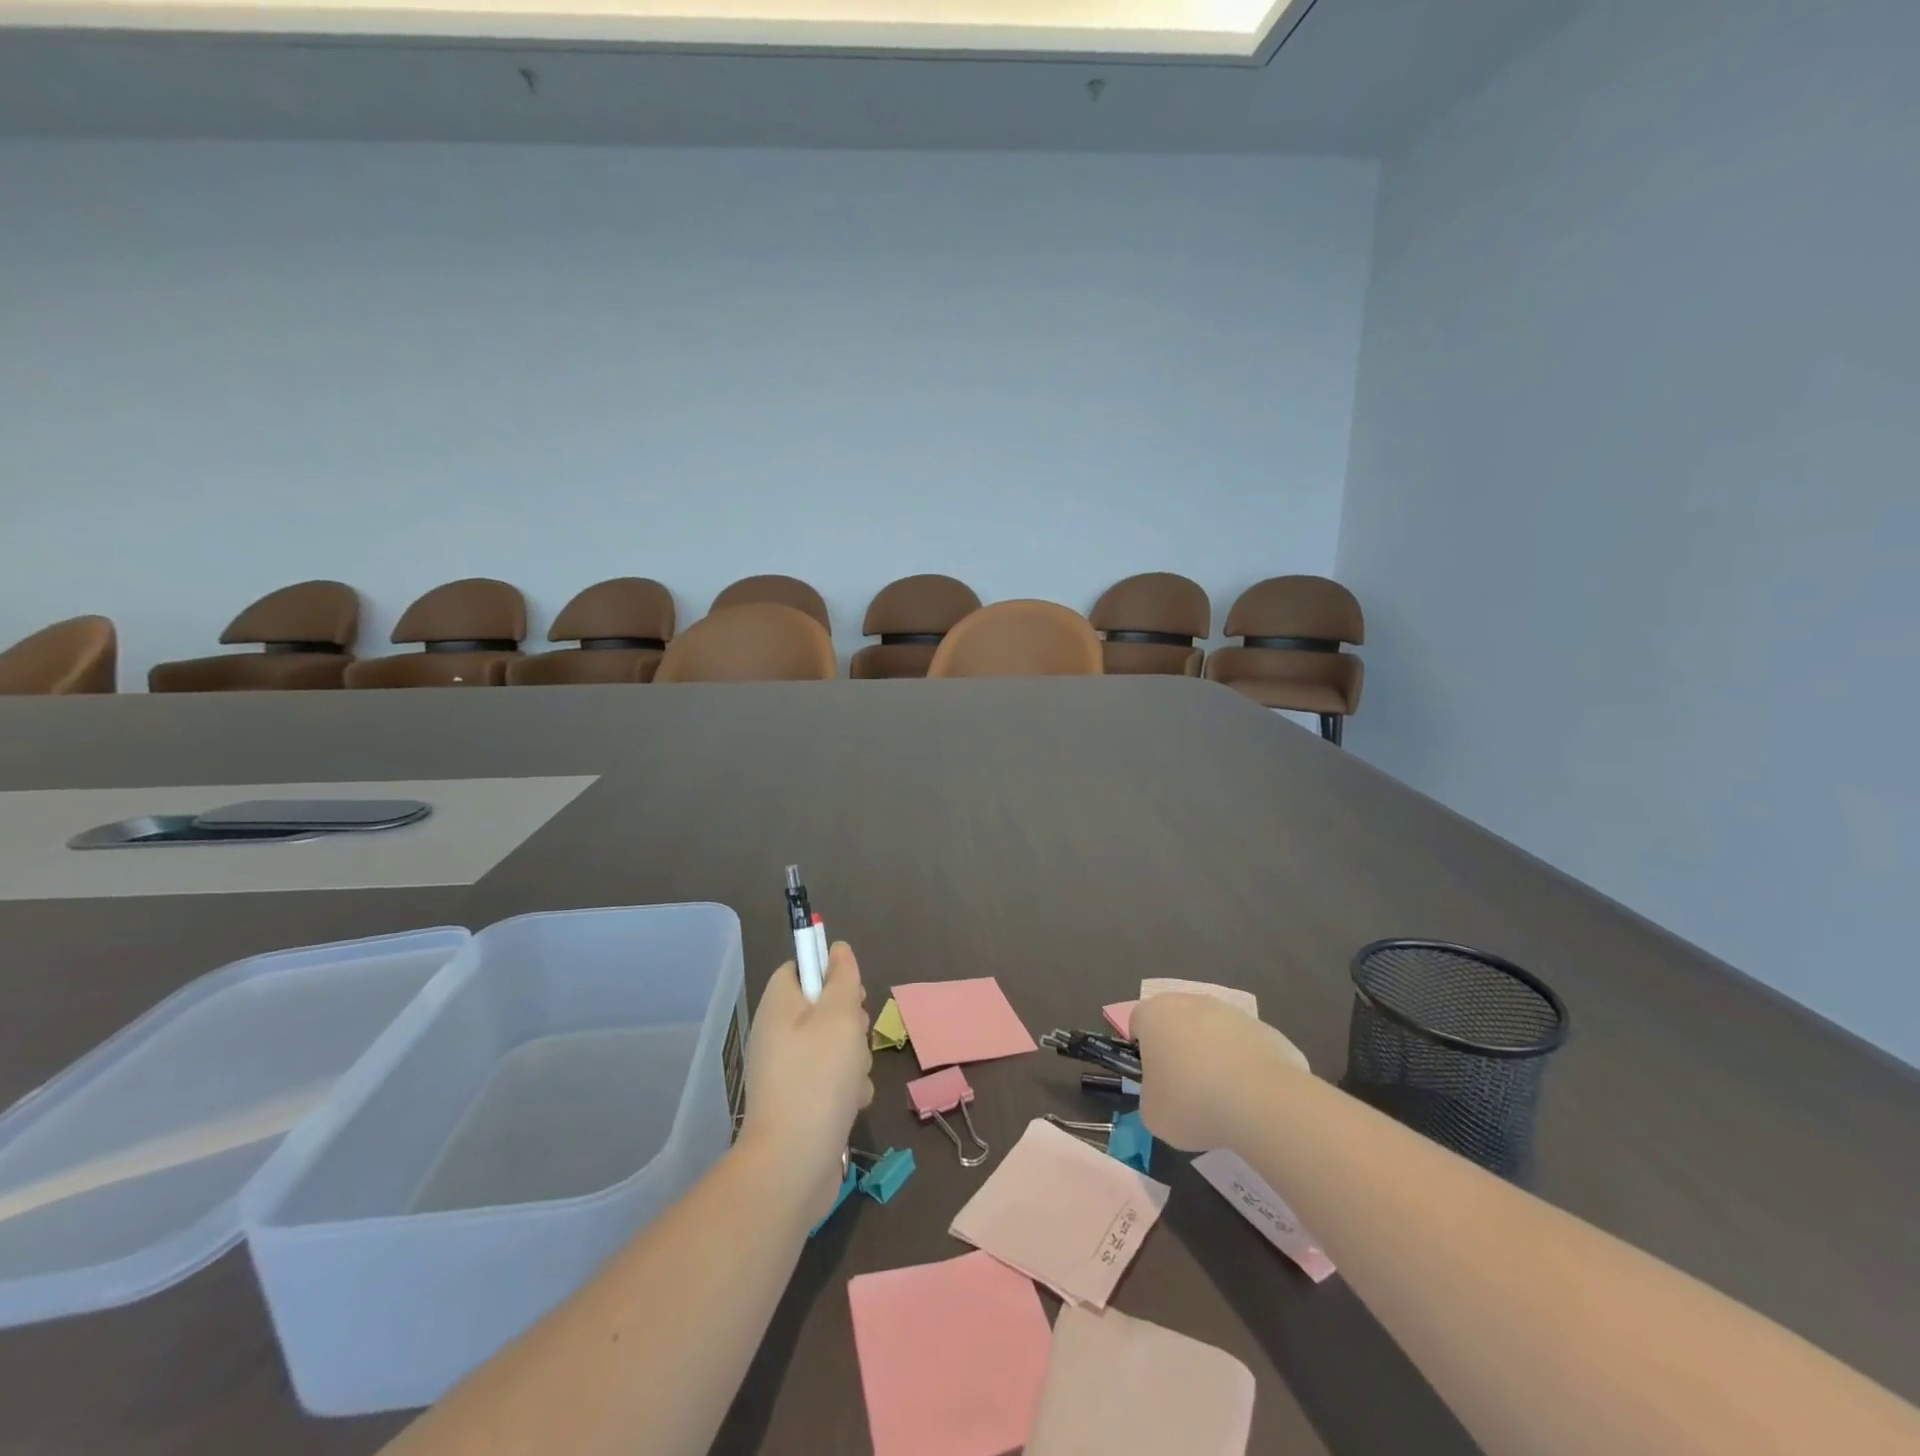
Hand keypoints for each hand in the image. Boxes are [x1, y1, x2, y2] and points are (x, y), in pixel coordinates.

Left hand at [739, 941, 875, 1220]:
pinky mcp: (800, 1103)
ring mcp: (787, 1072)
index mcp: (778, 1006)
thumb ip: (842, 978)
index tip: (850, 989)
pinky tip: (852, 1104)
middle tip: (855, 1035)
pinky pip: (831, 1080)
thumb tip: (837, 949)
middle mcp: (778, 1035)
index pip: (799, 969)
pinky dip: (846, 1089)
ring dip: (854, 1058)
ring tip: (853, 1078)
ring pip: (834, 1046)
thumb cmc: (818, 1077)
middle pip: (822, 1007)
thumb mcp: (839, 1015)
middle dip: (850, 1020)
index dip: (827, 971)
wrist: (794, 1163)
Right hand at [1131, 993, 1310, 1151]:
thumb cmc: (1192, 1103)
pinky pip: (1244, 1047)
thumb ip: (1151, 1095)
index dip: (1143, 1054)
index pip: (1138, 1024)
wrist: (1262, 1102)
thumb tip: (1166, 1094)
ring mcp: (1231, 1012)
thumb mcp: (1153, 1113)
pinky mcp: (1265, 1029)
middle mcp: (1190, 1002)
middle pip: (1177, 1024)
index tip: (1155, 1083)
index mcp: (1154, 1014)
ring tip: (1224, 1100)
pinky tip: (1251, 1098)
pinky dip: (1244, 1068)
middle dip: (1179, 1052)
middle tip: (1186, 1092)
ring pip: (1212, 1033)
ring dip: (1213, 1058)